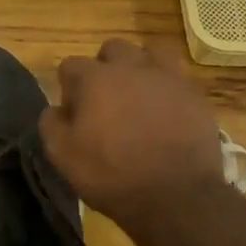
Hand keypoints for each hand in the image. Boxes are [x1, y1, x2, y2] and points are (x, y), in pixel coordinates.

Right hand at [39, 40, 225, 229]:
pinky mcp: (194, 93)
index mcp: (95, 79)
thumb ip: (52, 124)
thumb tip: (57, 109)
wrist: (177, 196)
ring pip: (149, 54)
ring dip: (139, 69)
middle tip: (106, 101)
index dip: (68, 89)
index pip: (70, 65)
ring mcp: (167, 77)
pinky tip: (166, 110)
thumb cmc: (113, 176)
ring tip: (139, 97)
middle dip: (105, 68)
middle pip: (112, 50)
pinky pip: (176, 77)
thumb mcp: (63, 157)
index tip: (75, 114)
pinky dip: (166, 87)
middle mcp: (130, 67)